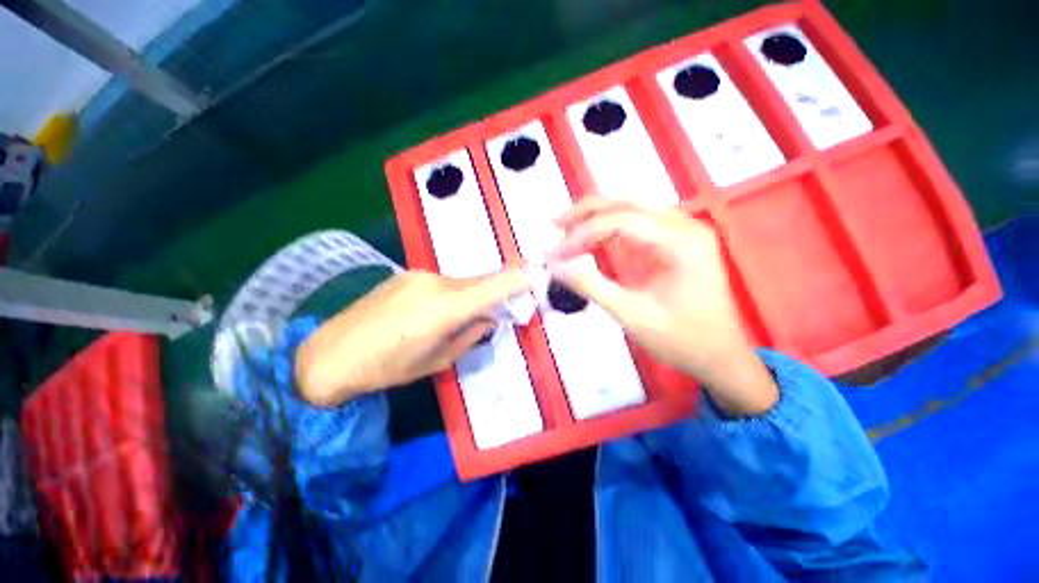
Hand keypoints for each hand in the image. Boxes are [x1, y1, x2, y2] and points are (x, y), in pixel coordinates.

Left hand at [295, 268, 530, 406]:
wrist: (331, 353)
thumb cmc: (388, 367)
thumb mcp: (437, 360)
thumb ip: (471, 335)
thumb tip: (491, 318)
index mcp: (446, 307)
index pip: (494, 285)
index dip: (518, 277)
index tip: (537, 273)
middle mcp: (436, 282)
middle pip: (479, 282)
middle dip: (495, 292)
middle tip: (501, 307)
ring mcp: (420, 274)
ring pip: (461, 282)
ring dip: (470, 296)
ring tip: (458, 318)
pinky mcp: (407, 274)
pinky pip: (442, 282)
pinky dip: (452, 293)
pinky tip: (434, 311)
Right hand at [550, 196, 777, 416]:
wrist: (721, 358)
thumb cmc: (681, 340)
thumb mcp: (631, 315)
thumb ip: (591, 286)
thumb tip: (556, 267)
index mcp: (681, 243)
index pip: (621, 220)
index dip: (582, 233)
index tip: (556, 254)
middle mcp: (686, 226)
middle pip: (627, 203)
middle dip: (586, 212)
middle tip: (555, 227)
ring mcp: (685, 231)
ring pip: (632, 209)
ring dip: (597, 217)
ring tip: (568, 231)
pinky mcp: (679, 241)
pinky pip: (640, 223)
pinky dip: (611, 228)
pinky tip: (593, 239)